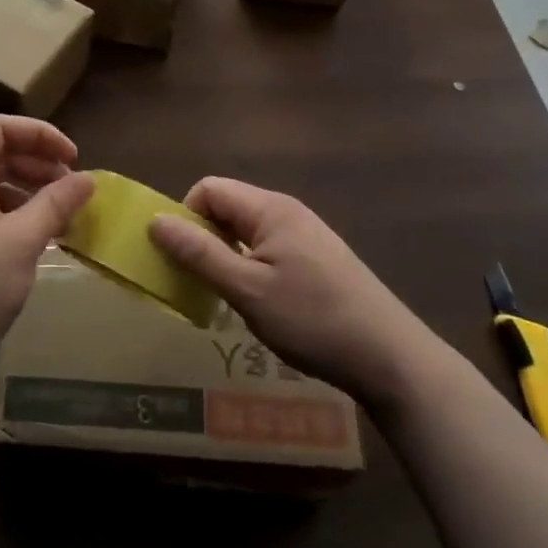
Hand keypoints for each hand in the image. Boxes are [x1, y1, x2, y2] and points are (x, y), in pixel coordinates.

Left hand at [0, 116, 93, 381]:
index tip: (75, 158)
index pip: (0, 128)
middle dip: (39, 163)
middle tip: (74, 186)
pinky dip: (19, 213)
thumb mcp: (21, 240)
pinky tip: (45, 233)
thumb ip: (56, 202)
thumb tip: (89, 178)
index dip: (41, 135)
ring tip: (65, 211)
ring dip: (32, 189)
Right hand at [149, 179, 427, 409]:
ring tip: (228, 299)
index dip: (186, 217)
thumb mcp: (248, 290)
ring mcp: (306, 235)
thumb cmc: (313, 319)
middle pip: (228, 208)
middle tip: (200, 284)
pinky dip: (251, 269)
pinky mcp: (318, 260)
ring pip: (247, 232)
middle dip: (204, 239)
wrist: (391, 357)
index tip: (183, 260)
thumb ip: (200, 254)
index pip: (209, 189)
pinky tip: (262, 306)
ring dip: (227, 258)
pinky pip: (268, 250)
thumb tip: (155, 220)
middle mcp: (287, 212)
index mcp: (269, 209)